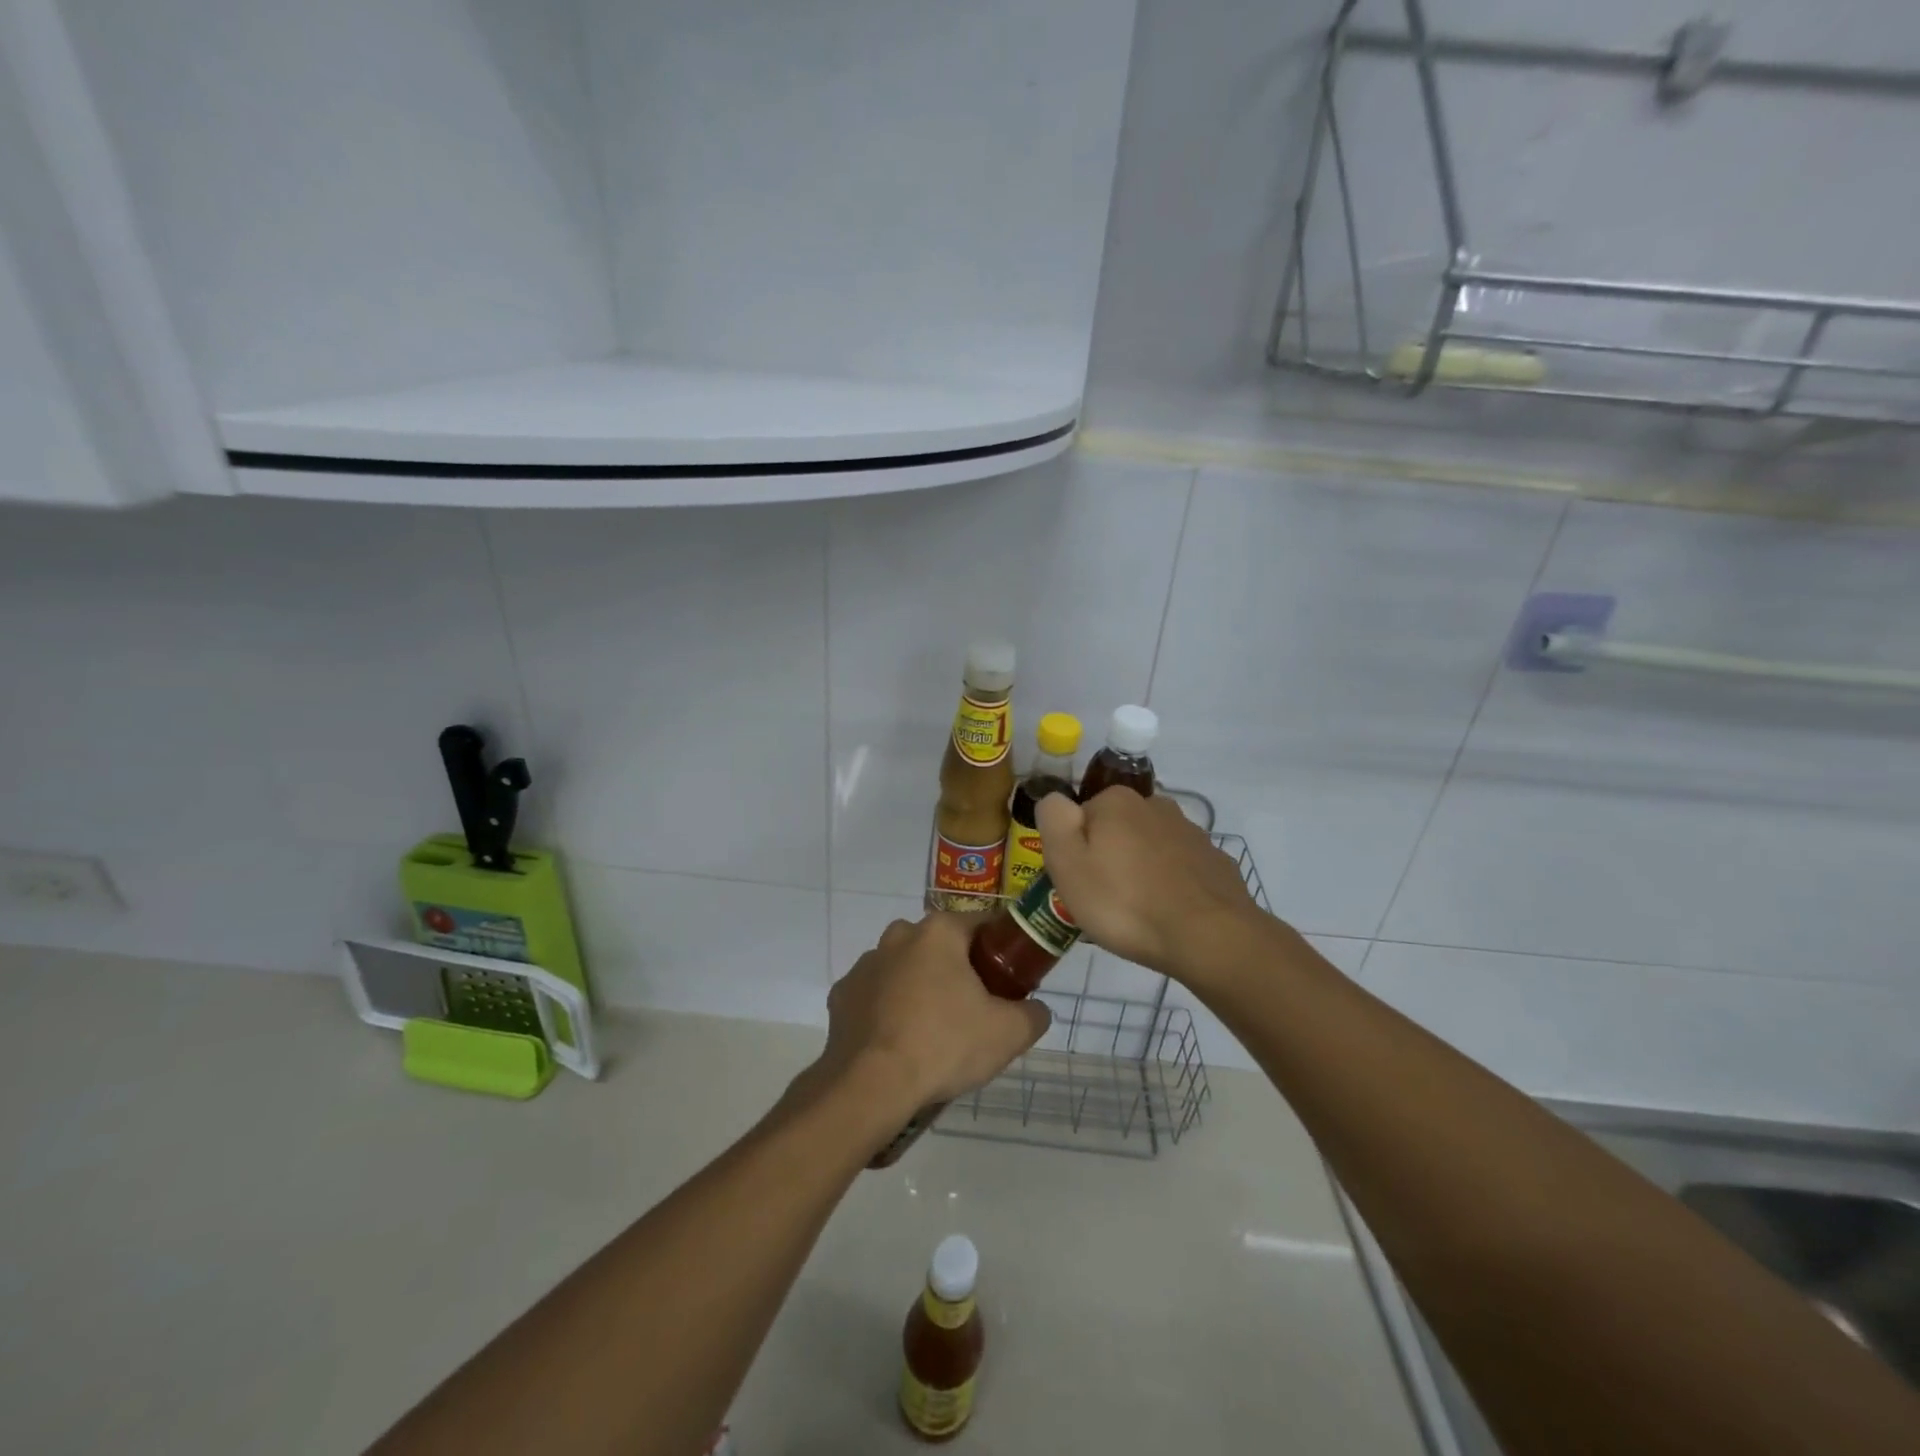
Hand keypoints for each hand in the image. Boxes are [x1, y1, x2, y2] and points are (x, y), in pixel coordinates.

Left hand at [816, 913, 1050, 1109]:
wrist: (871, 1086)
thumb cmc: (944, 1045)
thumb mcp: (1008, 1033)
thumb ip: (1033, 1014)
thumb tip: (1037, 1010)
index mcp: (939, 932)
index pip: (981, 925)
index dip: (1001, 950)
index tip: (1010, 979)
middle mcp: (899, 935)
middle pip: (941, 946)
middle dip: (958, 970)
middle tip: (975, 1009)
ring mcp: (865, 964)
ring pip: (905, 968)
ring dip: (920, 988)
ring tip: (934, 1032)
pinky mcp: (841, 995)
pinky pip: (876, 996)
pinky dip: (888, 1011)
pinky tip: (899, 1042)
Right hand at [1036, 788, 1262, 982]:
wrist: (1208, 937)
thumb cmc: (1124, 902)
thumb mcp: (1067, 863)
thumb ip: (1054, 820)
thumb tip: (1054, 798)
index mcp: (1116, 802)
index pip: (1082, 818)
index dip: (1076, 851)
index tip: (1080, 882)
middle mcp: (1156, 805)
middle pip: (1118, 830)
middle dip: (1111, 857)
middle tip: (1106, 901)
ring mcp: (1192, 833)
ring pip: (1151, 848)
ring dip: (1142, 871)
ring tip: (1139, 913)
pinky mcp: (1216, 862)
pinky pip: (1181, 870)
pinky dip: (1172, 886)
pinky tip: (1170, 916)